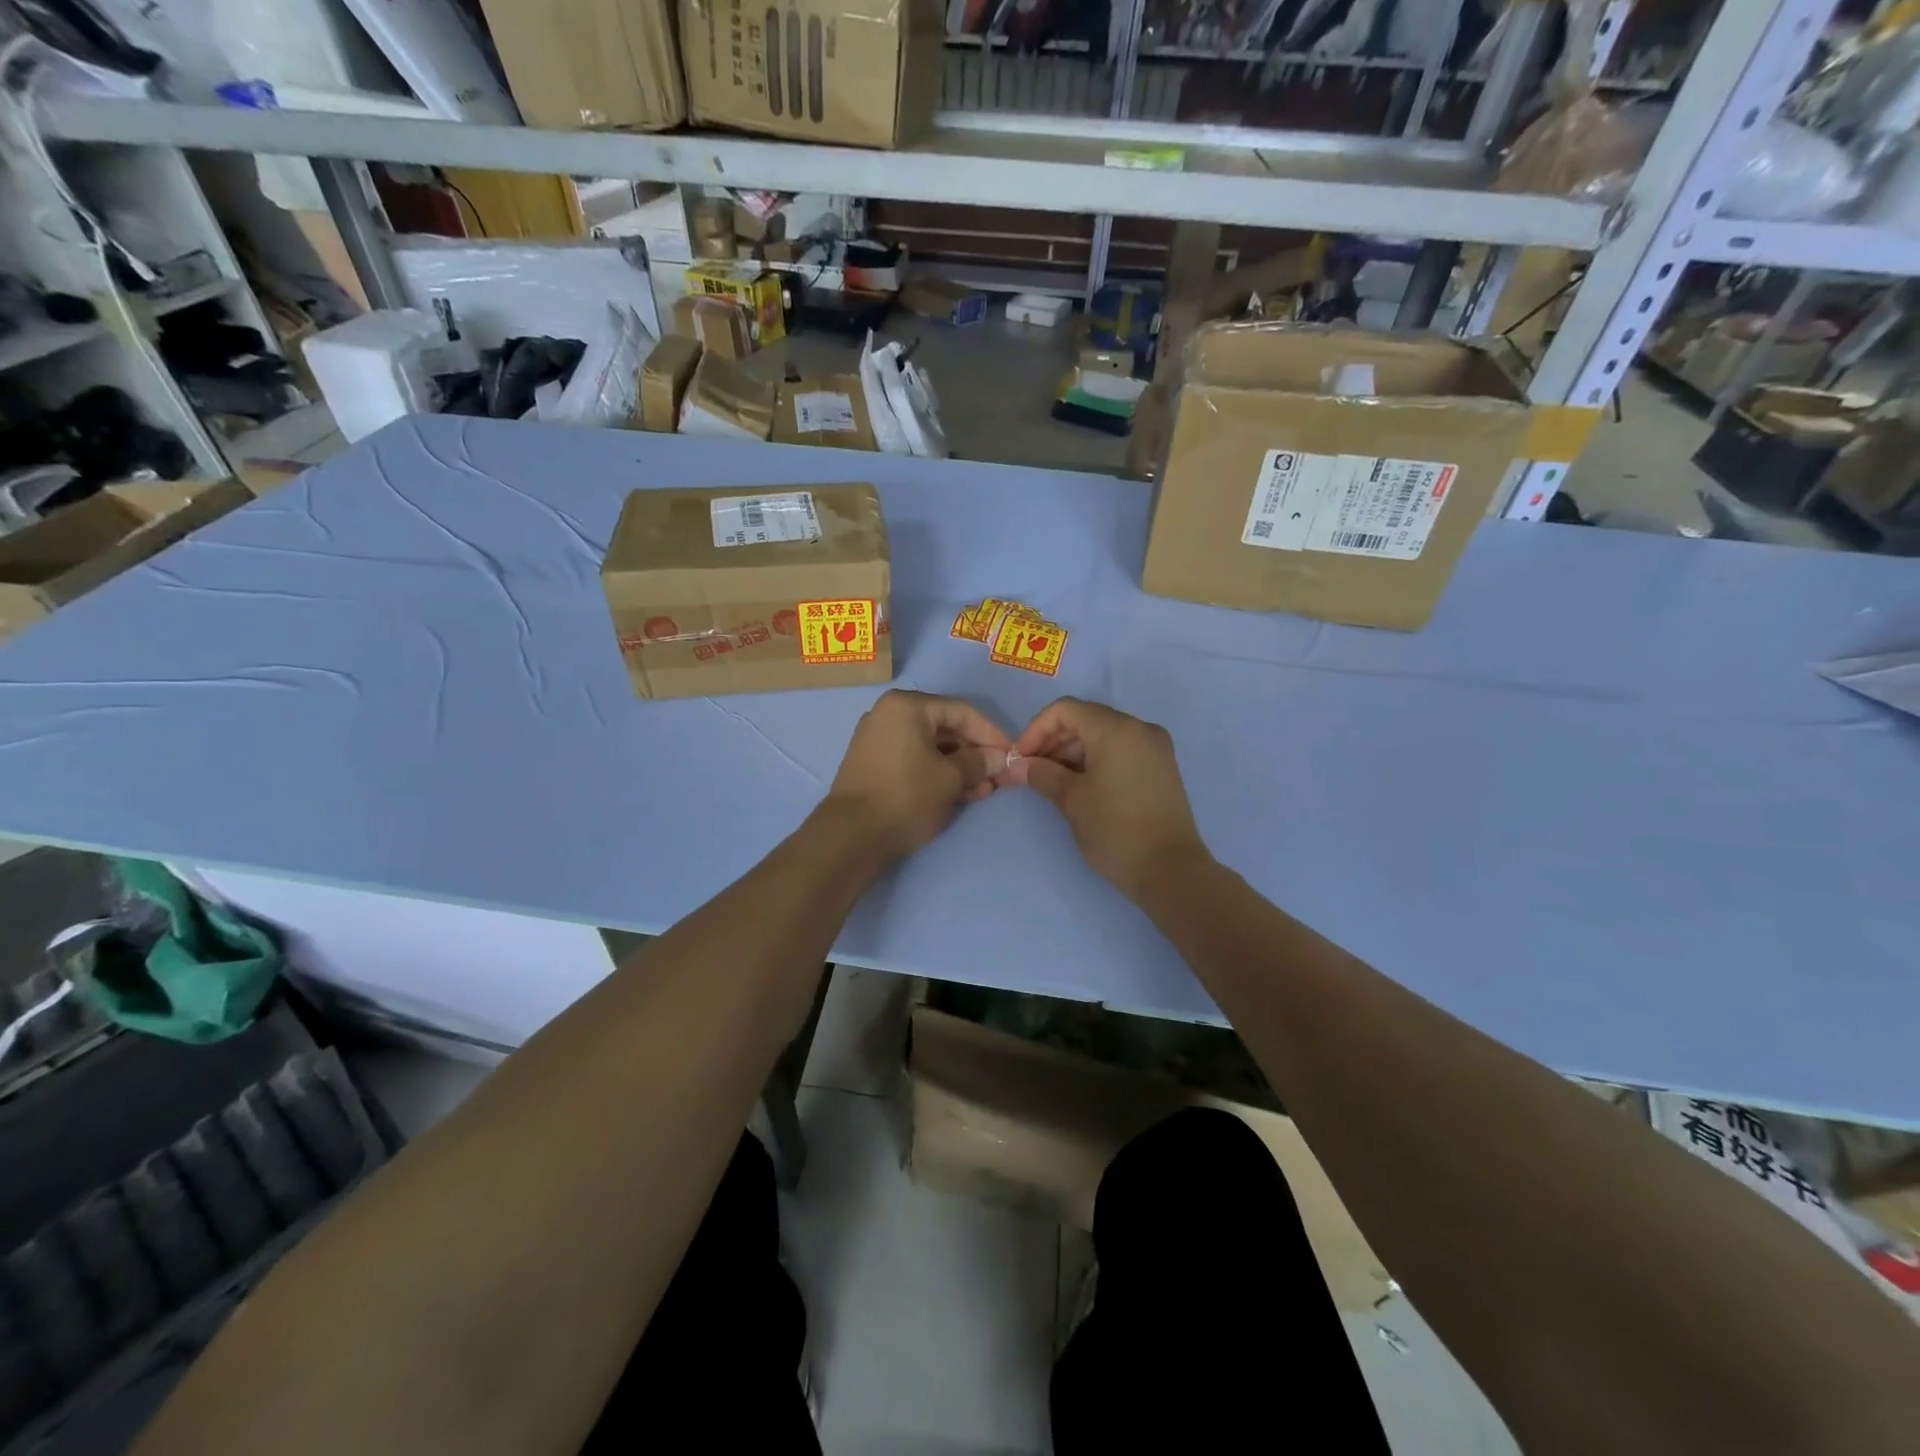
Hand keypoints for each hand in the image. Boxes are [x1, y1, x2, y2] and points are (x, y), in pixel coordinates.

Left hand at [824, 689, 1013, 859]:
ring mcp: (878, 738)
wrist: (851, 835)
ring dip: (960, 767)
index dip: (992, 734)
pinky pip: (915, 759)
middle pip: (946, 729)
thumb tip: (1000, 759)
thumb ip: (979, 763)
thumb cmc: (906, 796)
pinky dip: (938, 773)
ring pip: (931, 747)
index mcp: (907, 706)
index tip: (1013, 755)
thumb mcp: (950, 779)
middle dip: (975, 754)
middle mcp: (889, 714)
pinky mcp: (874, 763)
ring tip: (984, 791)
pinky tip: (961, 793)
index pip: (962, 712)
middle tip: (998, 778)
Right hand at [1007, 697, 1211, 898]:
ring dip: (1074, 751)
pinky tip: (1080, 785)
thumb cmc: (1115, 829)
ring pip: (1104, 735)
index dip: (1036, 729)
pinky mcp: (1161, 767)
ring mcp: (1155, 747)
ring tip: (1053, 781)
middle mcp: (1140, 728)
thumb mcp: (1071, 800)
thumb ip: (1042, 774)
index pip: (1066, 709)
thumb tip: (1018, 765)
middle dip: (1054, 741)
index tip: (1021, 758)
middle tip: (1033, 770)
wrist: (1170, 870)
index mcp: (1116, 729)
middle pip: (1086, 719)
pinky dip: (1096, 760)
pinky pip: (1121, 750)